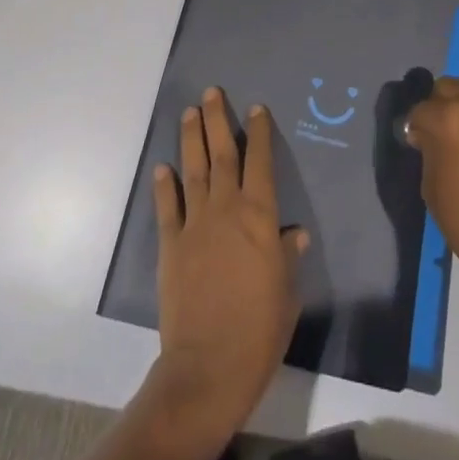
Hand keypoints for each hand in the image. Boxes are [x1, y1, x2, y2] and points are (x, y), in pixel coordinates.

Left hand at [145, 87, 307, 459]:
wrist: (209, 367)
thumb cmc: (260, 330)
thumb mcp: (287, 292)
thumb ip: (289, 257)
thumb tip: (295, 234)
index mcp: (260, 216)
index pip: (260, 162)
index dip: (259, 132)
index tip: (256, 108)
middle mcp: (226, 209)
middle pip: (221, 154)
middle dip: (217, 120)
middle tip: (211, 92)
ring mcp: (195, 225)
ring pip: (193, 170)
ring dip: (190, 138)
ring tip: (189, 112)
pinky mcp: (171, 246)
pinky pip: (168, 208)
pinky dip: (165, 185)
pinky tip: (163, 168)